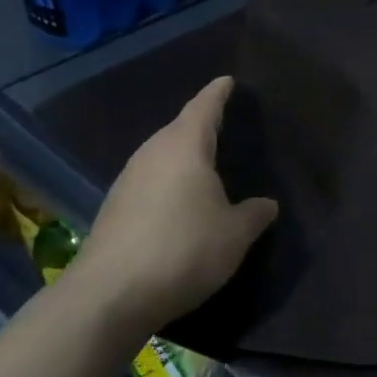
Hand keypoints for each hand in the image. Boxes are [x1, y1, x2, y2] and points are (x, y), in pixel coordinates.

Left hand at [70, 77, 277, 328]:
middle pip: (179, 128)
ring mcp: (127, 180)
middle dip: (200, 124)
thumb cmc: (183, 250)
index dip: (218, 93)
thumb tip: (267, 204)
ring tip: (204, 164)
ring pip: (161, 155)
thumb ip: (254, 214)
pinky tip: (177, 202)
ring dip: (182, 156)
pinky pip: (149, 181)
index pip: (205, 107)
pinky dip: (167, 182)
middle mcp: (152, 154)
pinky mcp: (113, 208)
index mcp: (185, 146)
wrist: (109, 296)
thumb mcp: (234, 235)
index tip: (228, 81)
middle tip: (223, 124)